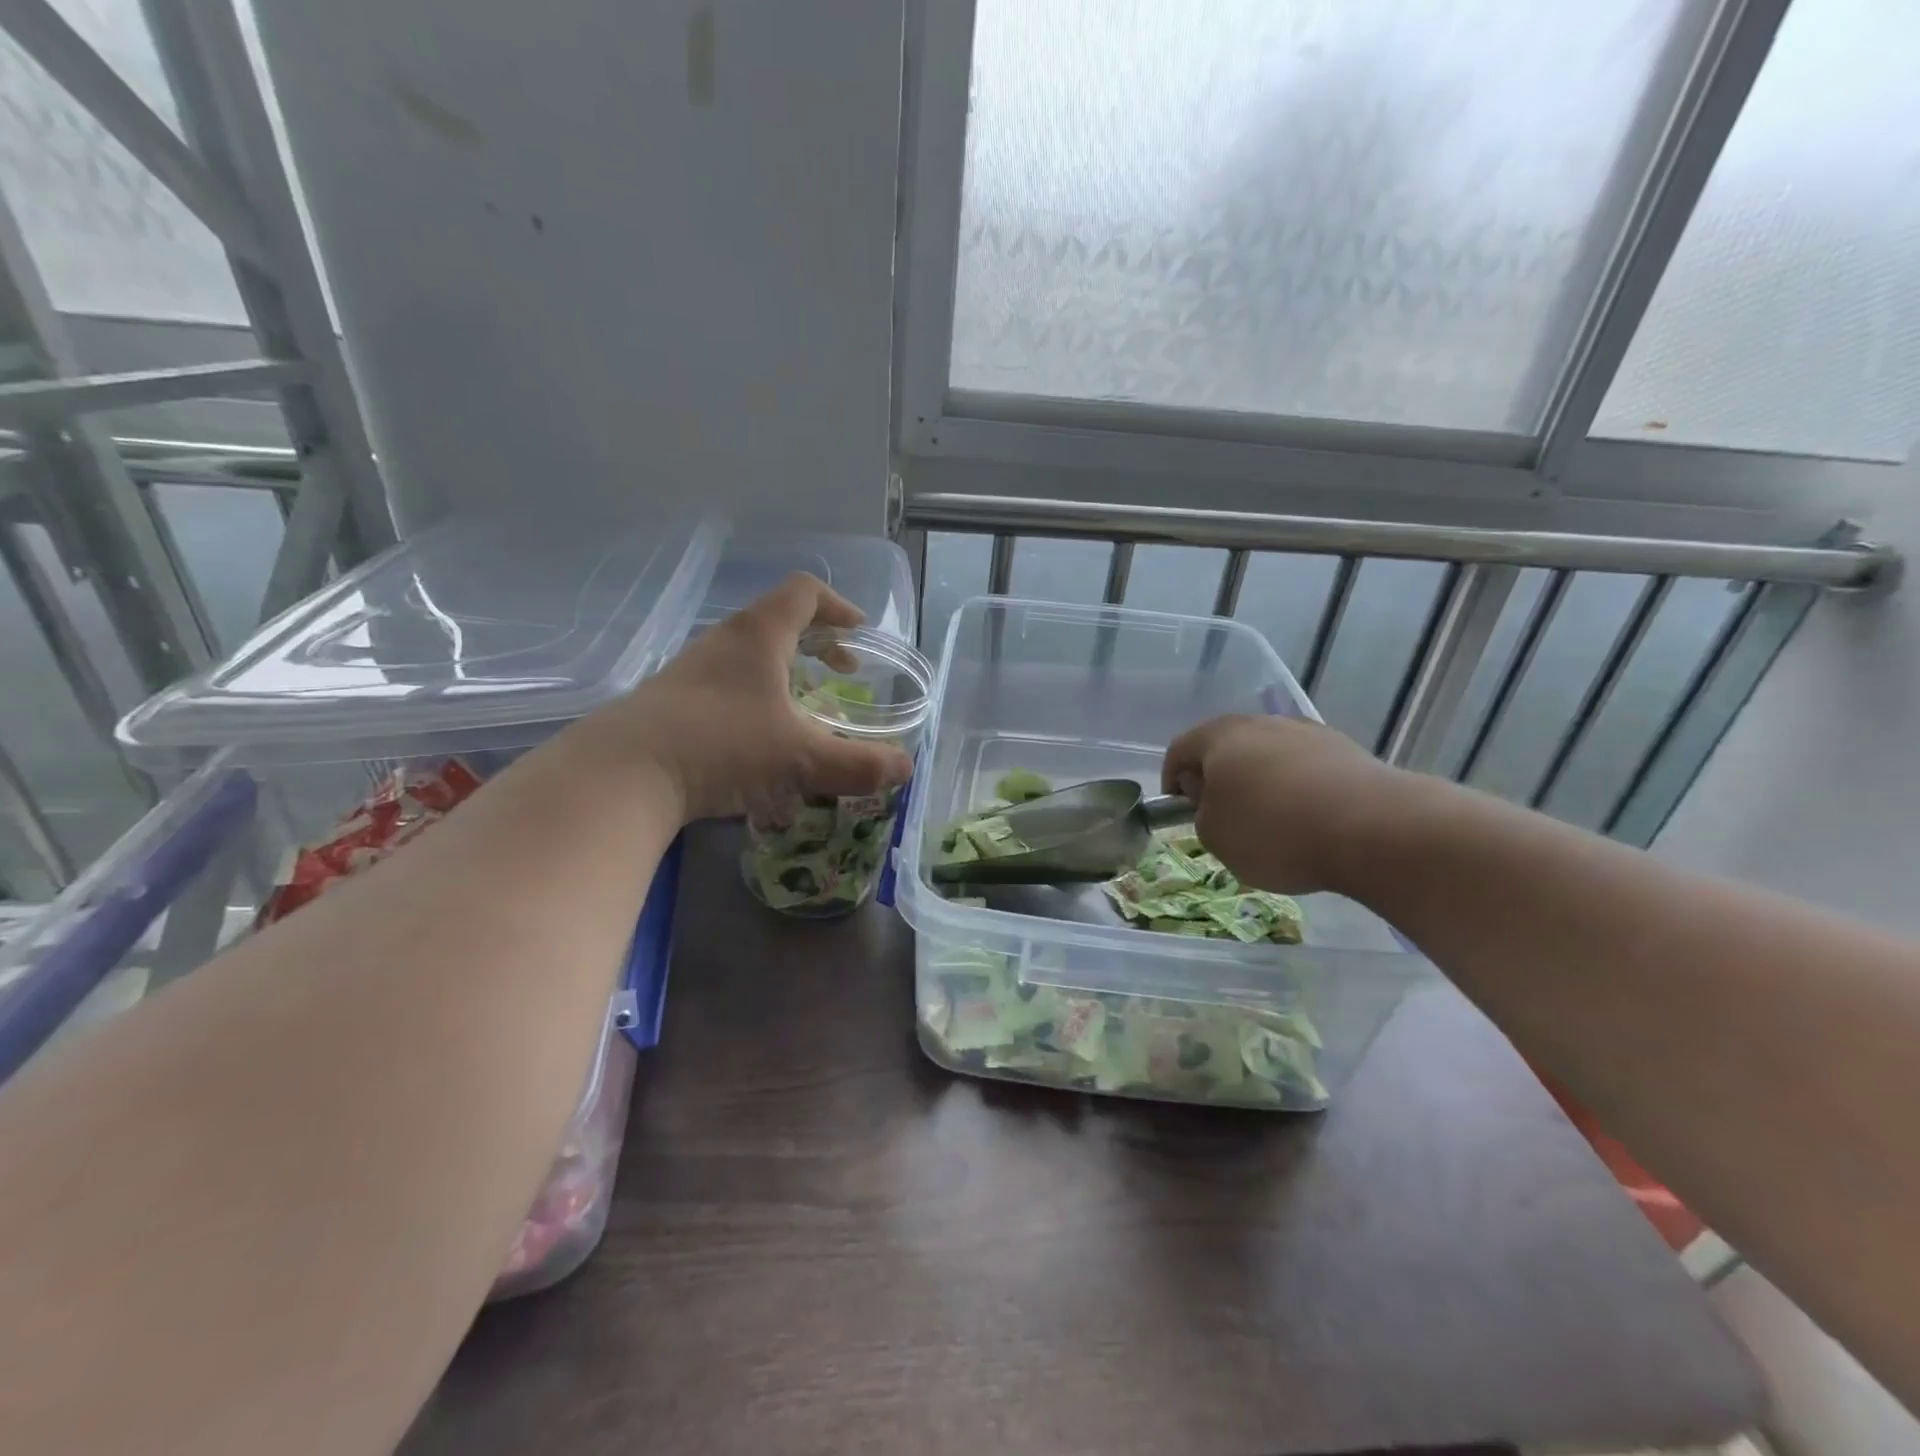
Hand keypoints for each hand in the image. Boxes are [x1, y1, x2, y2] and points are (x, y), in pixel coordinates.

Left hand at [592, 573, 914, 821]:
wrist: (622, 775)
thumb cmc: (722, 747)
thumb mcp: (801, 759)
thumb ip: (859, 764)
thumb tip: (905, 769)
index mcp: (759, 636)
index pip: (805, 592)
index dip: (839, 607)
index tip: (860, 636)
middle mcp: (723, 642)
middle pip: (777, 623)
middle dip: (817, 646)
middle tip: (842, 677)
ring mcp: (691, 672)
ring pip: (749, 659)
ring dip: (784, 678)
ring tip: (803, 716)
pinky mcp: (671, 703)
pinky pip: (726, 689)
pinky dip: (755, 704)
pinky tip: (760, 750)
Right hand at [1161, 714, 1404, 895]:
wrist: (1374, 828)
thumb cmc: (1274, 832)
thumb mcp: (1215, 837)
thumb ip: (1201, 813)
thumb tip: (1212, 797)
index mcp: (1219, 737)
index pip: (1179, 749)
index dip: (1172, 779)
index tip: (1179, 809)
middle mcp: (1260, 723)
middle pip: (1225, 746)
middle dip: (1217, 778)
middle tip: (1220, 815)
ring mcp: (1306, 732)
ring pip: (1267, 754)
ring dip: (1259, 780)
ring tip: (1269, 820)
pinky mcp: (1345, 749)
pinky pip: (1304, 767)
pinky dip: (1296, 787)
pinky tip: (1307, 818)